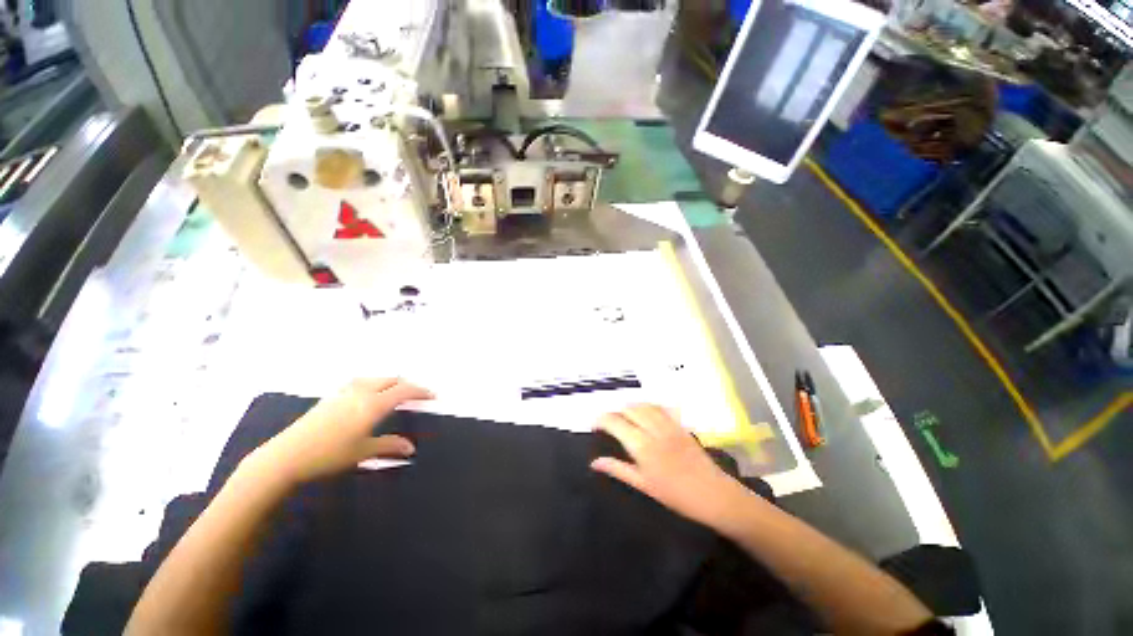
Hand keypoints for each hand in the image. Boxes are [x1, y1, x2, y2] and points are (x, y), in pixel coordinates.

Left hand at [246, 378, 432, 485]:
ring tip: (395, 391)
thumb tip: (411, 448)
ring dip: (389, 382)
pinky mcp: (331, 397)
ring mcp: (344, 392)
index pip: (404, 391)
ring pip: (375, 378)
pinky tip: (368, 393)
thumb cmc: (329, 456)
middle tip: (417, 395)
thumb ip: (389, 446)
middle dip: (407, 385)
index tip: (433, 396)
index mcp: (373, 404)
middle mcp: (361, 392)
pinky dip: (373, 383)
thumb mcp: (363, 452)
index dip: (421, 392)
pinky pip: (360, 382)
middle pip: (391, 380)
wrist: (286, 457)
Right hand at [591, 405, 751, 530]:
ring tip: (624, 416)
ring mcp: (668, 424)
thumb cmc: (675, 495)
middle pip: (628, 409)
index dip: (601, 419)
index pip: (615, 422)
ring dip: (630, 407)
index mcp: (642, 445)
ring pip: (644, 405)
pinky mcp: (679, 424)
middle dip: (615, 412)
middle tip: (608, 423)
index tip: (594, 425)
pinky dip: (648, 406)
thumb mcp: (643, 485)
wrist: (713, 494)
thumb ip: (618, 469)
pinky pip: (660, 407)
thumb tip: (595, 462)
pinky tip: (645, 413)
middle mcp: (653, 429)